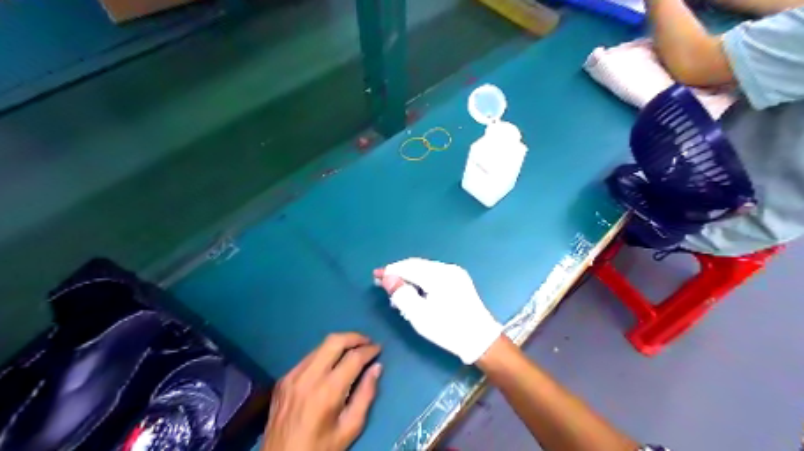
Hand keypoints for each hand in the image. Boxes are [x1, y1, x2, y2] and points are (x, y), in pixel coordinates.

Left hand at [259, 332, 379, 450]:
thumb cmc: (320, 448)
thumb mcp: (350, 428)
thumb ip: (366, 395)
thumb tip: (377, 368)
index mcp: (327, 391)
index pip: (353, 357)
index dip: (369, 350)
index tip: (379, 349)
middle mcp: (309, 377)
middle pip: (334, 341)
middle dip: (354, 337)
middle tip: (367, 342)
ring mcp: (293, 375)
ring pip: (320, 346)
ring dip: (339, 344)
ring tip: (353, 350)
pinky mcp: (283, 379)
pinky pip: (308, 358)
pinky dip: (324, 355)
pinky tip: (331, 364)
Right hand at [373, 258, 499, 364]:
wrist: (480, 340)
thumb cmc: (448, 329)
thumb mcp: (420, 316)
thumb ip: (402, 294)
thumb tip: (387, 278)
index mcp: (439, 275)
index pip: (409, 267)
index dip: (391, 270)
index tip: (375, 275)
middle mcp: (448, 269)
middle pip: (417, 265)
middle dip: (399, 273)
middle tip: (382, 283)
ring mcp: (456, 273)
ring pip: (425, 269)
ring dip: (409, 277)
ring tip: (397, 292)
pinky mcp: (459, 280)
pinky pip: (434, 274)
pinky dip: (421, 280)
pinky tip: (414, 292)